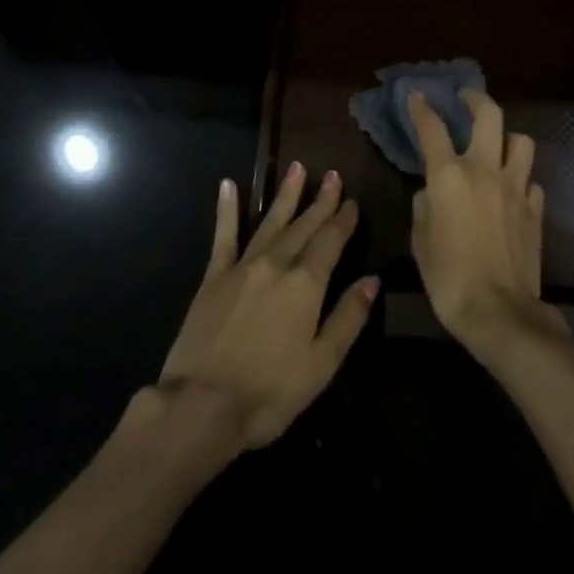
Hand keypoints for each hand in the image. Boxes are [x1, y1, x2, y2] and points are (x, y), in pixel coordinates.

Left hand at [158, 165, 377, 450]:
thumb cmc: (269, 392)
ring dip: (285, 195)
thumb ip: (348, 318)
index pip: (330, 242)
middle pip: (304, 226)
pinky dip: (227, 210)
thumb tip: (372, 280)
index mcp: (305, 284)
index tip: (352, 201)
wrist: (201, 406)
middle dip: (320, 201)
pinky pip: (224, 236)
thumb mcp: (321, 364)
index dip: (343, 220)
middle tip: (332, 174)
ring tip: (296, 168)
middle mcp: (276, 264)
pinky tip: (228, 185)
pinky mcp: (214, 277)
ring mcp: (243, 267)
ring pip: (270, 222)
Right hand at [409, 90, 568, 365]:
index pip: (432, 128)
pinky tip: (512, 191)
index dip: (422, 108)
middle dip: (476, 99)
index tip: (417, 96)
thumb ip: (424, 208)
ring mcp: (515, 188)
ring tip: (498, 144)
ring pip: (521, 142)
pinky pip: (531, 181)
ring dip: (508, 138)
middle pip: (488, 115)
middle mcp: (484, 170)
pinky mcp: (535, 209)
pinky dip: (521, 179)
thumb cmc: (448, 278)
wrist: (499, 312)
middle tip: (466, 97)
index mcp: (449, 176)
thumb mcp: (420, 241)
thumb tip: (431, 195)